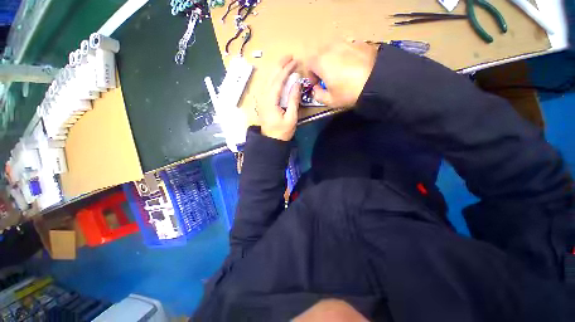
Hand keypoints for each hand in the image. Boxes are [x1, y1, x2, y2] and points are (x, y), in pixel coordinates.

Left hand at [258, 56, 300, 140]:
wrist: (270, 140)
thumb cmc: (282, 132)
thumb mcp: (291, 118)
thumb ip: (293, 100)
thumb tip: (297, 83)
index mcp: (270, 101)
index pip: (278, 81)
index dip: (286, 70)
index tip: (295, 61)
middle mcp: (263, 97)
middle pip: (271, 77)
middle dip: (280, 65)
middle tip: (289, 56)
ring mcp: (261, 99)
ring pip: (267, 80)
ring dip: (275, 69)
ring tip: (284, 62)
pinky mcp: (262, 101)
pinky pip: (266, 85)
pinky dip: (272, 77)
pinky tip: (276, 74)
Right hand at [307, 41, 377, 107]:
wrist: (377, 81)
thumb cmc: (349, 92)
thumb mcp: (330, 101)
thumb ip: (317, 95)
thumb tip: (316, 89)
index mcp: (321, 61)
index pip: (308, 64)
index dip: (310, 75)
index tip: (317, 84)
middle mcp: (331, 48)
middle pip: (319, 54)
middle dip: (320, 66)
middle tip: (327, 78)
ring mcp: (346, 42)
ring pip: (333, 49)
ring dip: (332, 60)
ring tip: (340, 71)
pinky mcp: (359, 42)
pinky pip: (347, 48)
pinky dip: (345, 56)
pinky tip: (353, 66)